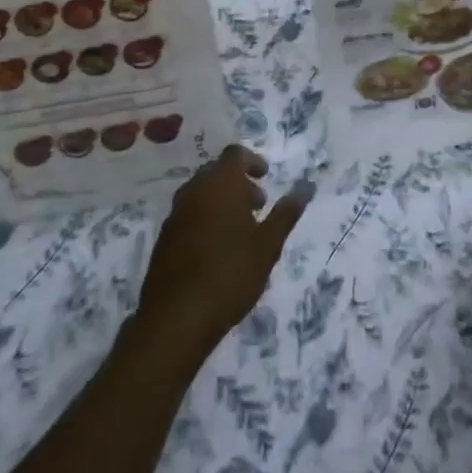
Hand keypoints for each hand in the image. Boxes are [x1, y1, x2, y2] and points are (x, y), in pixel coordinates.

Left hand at [135, 145, 312, 360]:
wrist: (176, 318)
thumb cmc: (230, 274)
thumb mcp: (268, 245)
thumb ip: (286, 213)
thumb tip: (307, 186)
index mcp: (220, 184)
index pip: (235, 154)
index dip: (252, 161)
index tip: (266, 178)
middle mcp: (194, 190)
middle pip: (217, 171)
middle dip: (238, 182)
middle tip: (258, 206)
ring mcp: (175, 213)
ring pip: (201, 192)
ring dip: (221, 200)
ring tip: (240, 229)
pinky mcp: (164, 237)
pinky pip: (188, 213)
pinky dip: (205, 217)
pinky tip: (217, 248)